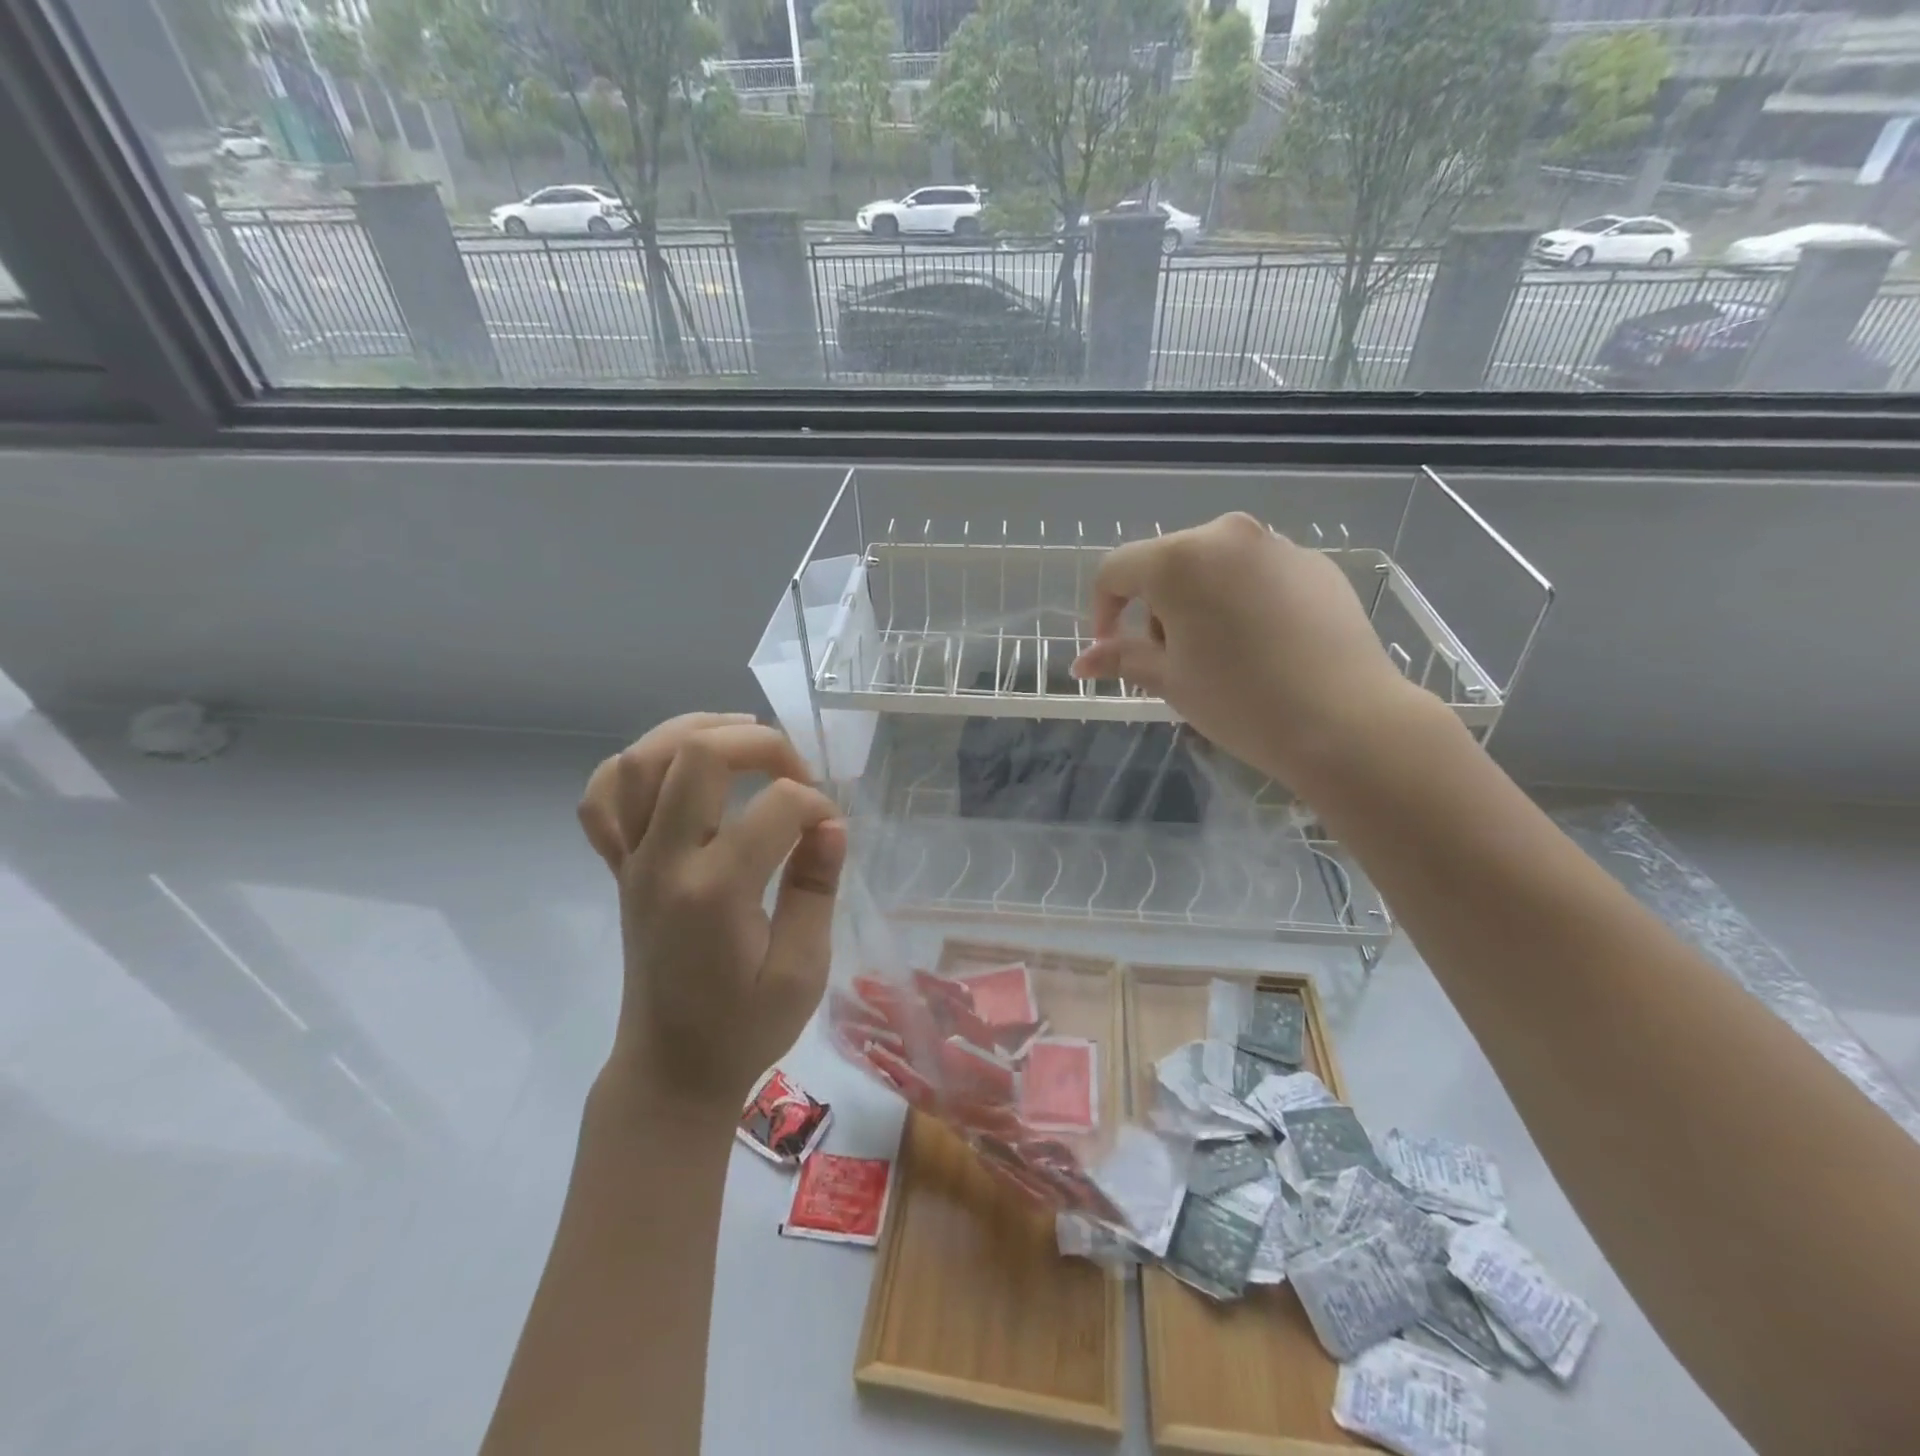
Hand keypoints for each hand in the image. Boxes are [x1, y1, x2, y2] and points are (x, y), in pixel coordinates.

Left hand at [578, 713, 846, 1107]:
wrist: (671, 1068)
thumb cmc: (744, 1028)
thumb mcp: (803, 970)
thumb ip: (816, 888)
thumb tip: (830, 825)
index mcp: (715, 891)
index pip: (777, 807)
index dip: (817, 806)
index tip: (831, 833)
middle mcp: (664, 863)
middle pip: (697, 756)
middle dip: (760, 743)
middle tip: (795, 769)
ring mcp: (632, 862)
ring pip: (642, 760)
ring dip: (696, 731)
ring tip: (742, 737)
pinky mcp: (619, 869)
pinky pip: (603, 799)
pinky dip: (634, 767)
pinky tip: (674, 771)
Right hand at [1071, 512, 1420, 789]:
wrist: (1346, 721)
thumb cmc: (1239, 701)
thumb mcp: (1169, 680)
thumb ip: (1121, 659)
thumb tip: (1082, 663)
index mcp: (1180, 559)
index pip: (1116, 570)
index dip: (1103, 611)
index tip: (1112, 651)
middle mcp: (1227, 535)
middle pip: (1166, 565)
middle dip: (1156, 610)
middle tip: (1171, 661)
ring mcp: (1277, 546)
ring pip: (1213, 568)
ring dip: (1199, 604)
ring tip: (1220, 656)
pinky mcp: (1315, 564)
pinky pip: (1258, 575)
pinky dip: (1243, 602)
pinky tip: (1263, 648)